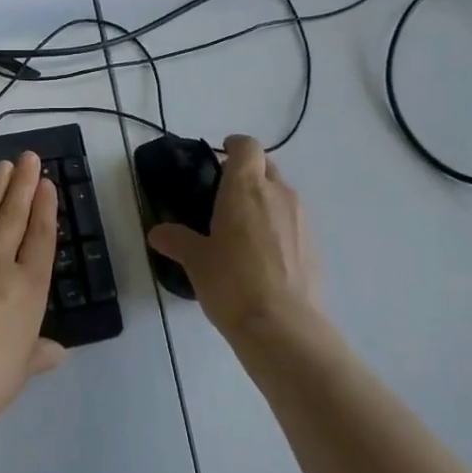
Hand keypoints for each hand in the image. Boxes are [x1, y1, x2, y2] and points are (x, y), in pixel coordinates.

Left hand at [0, 152, 65, 451]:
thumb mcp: (20, 370)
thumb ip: (38, 353)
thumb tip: (58, 352)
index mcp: (28, 288)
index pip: (41, 238)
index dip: (46, 208)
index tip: (47, 184)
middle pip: (13, 217)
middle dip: (23, 184)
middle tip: (28, 157)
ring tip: (2, 166)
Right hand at [147, 134, 326, 348]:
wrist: (284, 326)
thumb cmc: (232, 283)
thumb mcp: (196, 261)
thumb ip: (177, 241)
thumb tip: (157, 233)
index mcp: (246, 187)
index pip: (247, 146)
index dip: (234, 146)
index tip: (220, 156)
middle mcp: (278, 193)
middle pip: (266, 166)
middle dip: (248, 173)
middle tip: (225, 196)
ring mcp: (301, 218)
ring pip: (281, 194)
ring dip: (264, 201)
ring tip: (243, 229)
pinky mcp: (314, 243)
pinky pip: (293, 221)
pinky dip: (278, 226)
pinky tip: (264, 256)